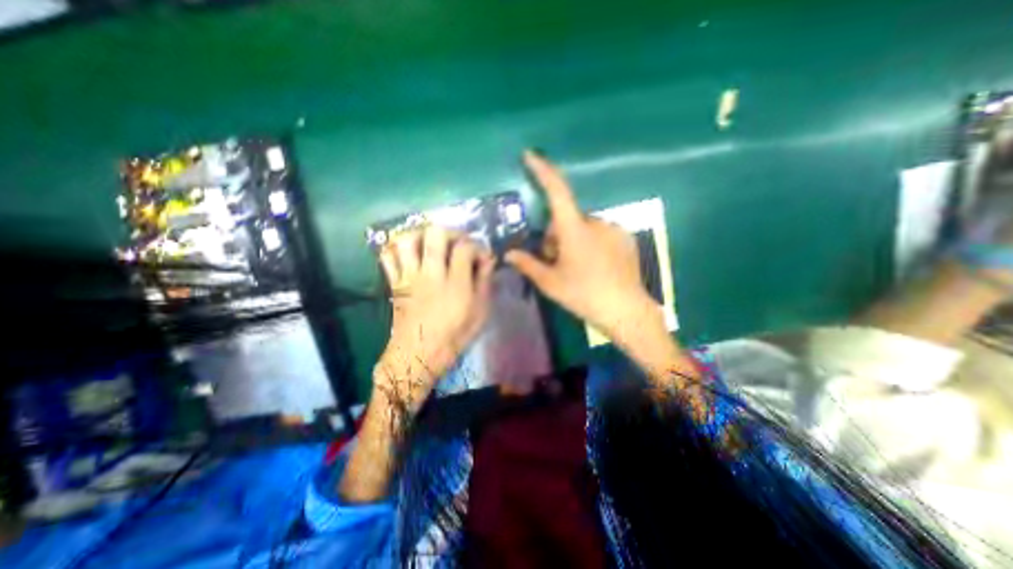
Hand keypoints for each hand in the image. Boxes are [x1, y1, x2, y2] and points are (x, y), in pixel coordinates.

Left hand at [376, 225, 494, 410]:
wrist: (418, 355)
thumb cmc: (454, 336)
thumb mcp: (480, 313)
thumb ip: (485, 283)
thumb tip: (488, 259)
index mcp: (456, 284)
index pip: (465, 248)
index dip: (476, 246)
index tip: (480, 256)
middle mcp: (431, 274)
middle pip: (435, 234)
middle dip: (450, 232)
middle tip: (457, 242)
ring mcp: (409, 276)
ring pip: (408, 239)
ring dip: (422, 234)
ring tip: (432, 242)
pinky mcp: (395, 282)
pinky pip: (388, 256)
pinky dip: (396, 248)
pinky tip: (409, 252)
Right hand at [506, 149, 665, 339]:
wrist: (626, 311)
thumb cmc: (584, 295)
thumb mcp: (551, 283)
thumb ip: (528, 265)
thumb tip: (509, 254)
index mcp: (574, 229)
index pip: (557, 190)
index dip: (543, 170)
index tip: (531, 155)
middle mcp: (595, 222)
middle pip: (567, 220)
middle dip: (556, 236)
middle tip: (556, 263)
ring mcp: (613, 229)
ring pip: (584, 228)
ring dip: (574, 241)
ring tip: (577, 269)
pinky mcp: (626, 238)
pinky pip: (601, 234)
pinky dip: (592, 245)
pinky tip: (596, 268)